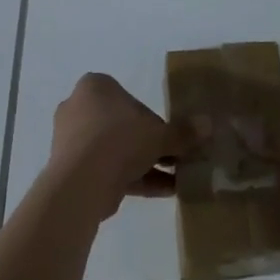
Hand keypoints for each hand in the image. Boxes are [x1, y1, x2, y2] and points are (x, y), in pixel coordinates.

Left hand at [48, 73, 185, 219]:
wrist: (82, 182)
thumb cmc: (120, 139)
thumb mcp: (160, 134)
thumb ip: (183, 132)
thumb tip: (208, 125)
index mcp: (95, 87)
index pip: (129, 98)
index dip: (153, 118)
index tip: (170, 136)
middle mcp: (78, 108)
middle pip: (122, 125)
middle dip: (149, 143)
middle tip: (175, 158)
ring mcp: (72, 141)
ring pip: (115, 150)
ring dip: (144, 164)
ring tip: (175, 180)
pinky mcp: (72, 170)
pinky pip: (108, 170)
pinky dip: (134, 179)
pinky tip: (164, 192)